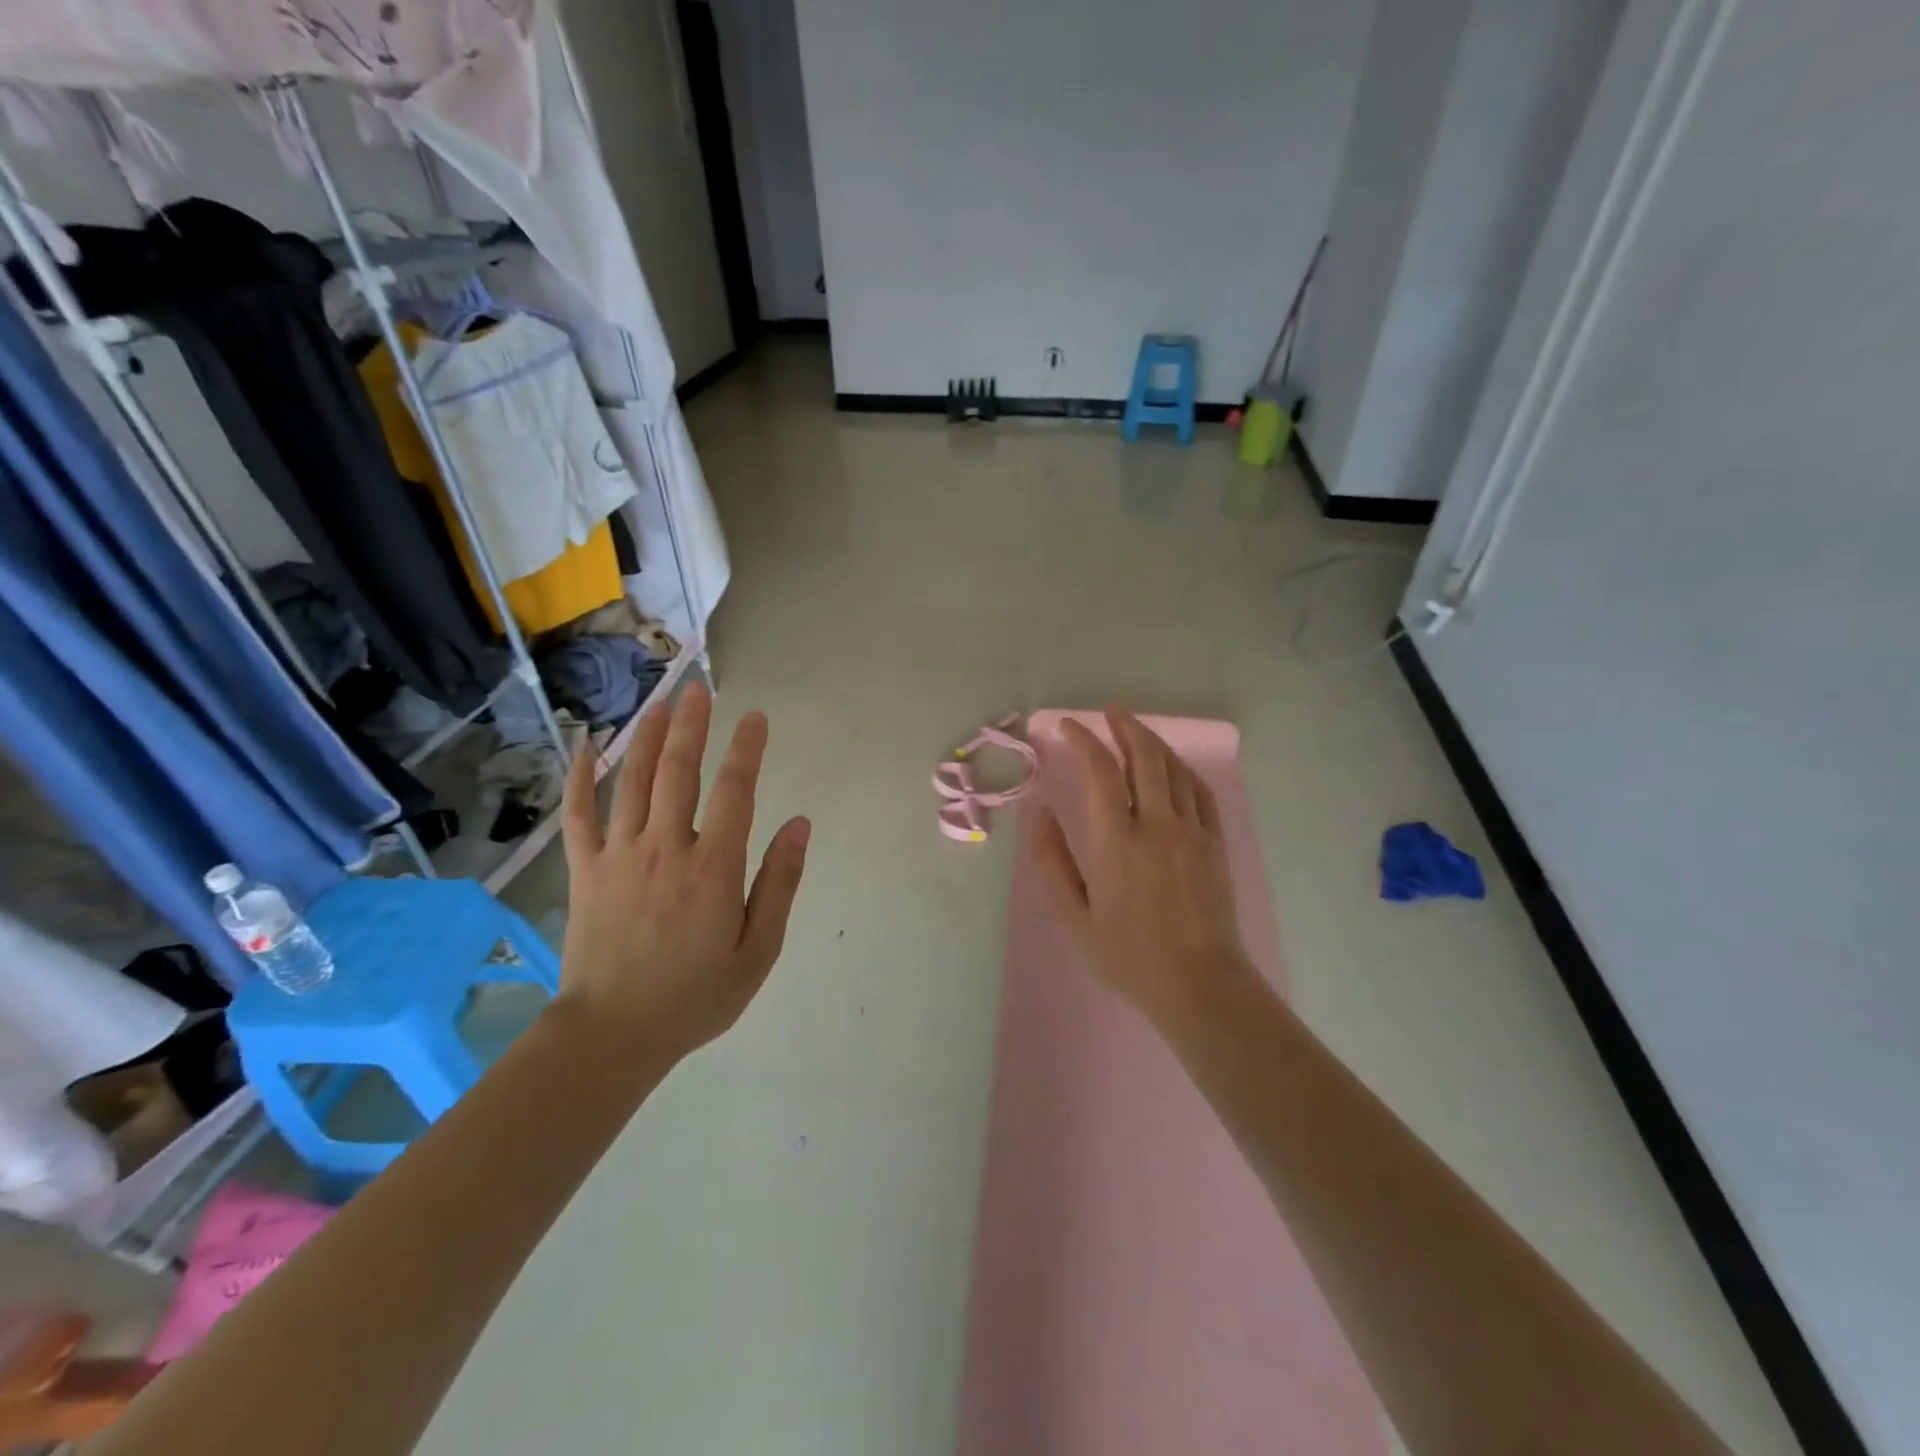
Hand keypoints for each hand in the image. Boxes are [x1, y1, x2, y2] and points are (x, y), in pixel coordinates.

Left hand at [554, 683, 810, 1064]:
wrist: (613, 1035)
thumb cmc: (695, 996)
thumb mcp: (758, 950)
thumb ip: (780, 883)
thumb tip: (800, 825)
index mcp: (713, 868)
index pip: (735, 791)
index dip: (747, 749)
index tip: (756, 718)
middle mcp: (666, 848)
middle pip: (679, 771)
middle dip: (692, 724)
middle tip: (700, 688)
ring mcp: (618, 855)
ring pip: (631, 780)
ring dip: (646, 736)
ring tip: (660, 702)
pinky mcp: (584, 870)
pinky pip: (579, 814)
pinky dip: (580, 776)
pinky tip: (585, 745)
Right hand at [1034, 708, 1258, 1024]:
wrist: (1199, 984)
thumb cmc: (1128, 955)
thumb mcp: (1074, 917)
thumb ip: (1051, 861)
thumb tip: (1039, 812)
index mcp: (1117, 841)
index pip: (1100, 772)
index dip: (1084, 741)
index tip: (1068, 726)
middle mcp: (1157, 825)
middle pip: (1144, 757)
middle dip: (1125, 727)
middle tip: (1110, 711)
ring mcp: (1192, 831)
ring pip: (1175, 769)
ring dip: (1153, 742)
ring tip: (1136, 729)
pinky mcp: (1215, 843)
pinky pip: (1201, 791)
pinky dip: (1183, 769)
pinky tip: (1173, 767)